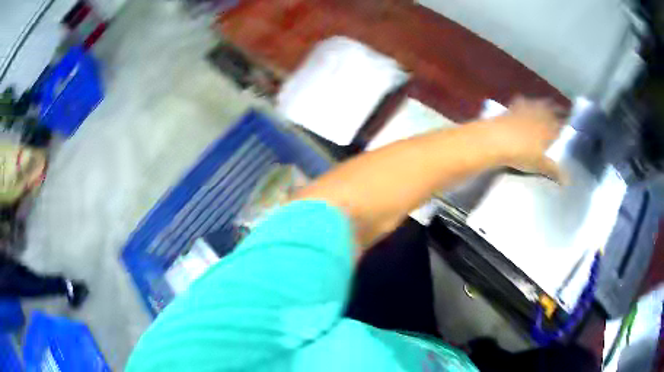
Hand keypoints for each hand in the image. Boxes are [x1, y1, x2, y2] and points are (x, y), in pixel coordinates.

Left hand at [478, 98, 565, 181]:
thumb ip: (554, 170)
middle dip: (556, 110)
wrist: (496, 139)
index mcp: (549, 127)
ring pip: (538, 103)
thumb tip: (567, 181)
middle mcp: (540, 114)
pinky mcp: (511, 107)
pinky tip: (524, 101)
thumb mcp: (540, 165)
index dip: (565, 123)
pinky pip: (522, 102)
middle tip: (560, 110)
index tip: (568, 123)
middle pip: (551, 109)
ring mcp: (525, 108)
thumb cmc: (522, 153)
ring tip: (545, 105)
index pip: (561, 123)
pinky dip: (525, 102)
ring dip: (542, 104)